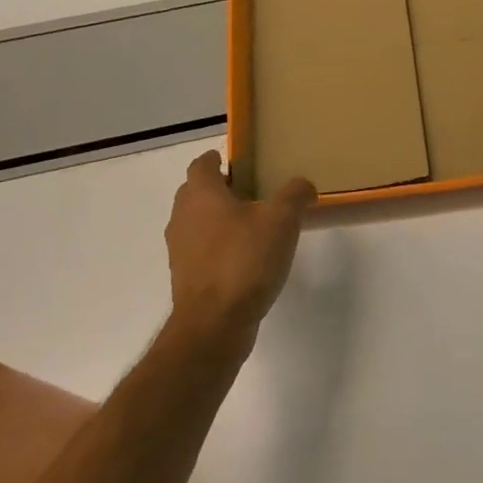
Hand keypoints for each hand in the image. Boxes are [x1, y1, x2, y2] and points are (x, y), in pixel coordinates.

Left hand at [163, 150, 315, 336]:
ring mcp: (180, 249)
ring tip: (254, 226)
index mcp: (201, 194)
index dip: (219, 160)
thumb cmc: (245, 259)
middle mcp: (182, 217)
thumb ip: (294, 195)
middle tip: (253, 192)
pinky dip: (219, 246)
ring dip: (219, 220)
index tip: (240, 162)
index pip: (202, 165)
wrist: (215, 322)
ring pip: (198, 222)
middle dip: (220, 189)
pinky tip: (246, 258)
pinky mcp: (185, 276)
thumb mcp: (281, 220)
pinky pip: (202, 250)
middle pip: (197, 192)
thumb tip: (302, 185)